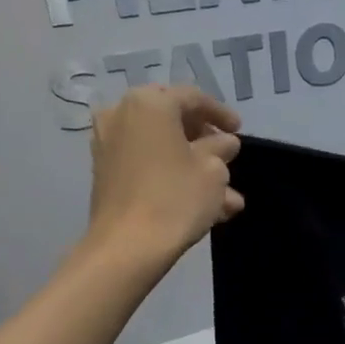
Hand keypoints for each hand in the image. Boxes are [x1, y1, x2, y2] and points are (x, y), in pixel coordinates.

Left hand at [82, 85, 242, 262]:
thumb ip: (221, 148)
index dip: (220, 113)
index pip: (192, 98)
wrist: (127, 245)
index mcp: (150, 103)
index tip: (239, 130)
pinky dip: (171, 174)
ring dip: (193, 164)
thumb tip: (223, 142)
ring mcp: (109, 143)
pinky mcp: (105, 171)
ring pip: (161, 146)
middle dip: (203, 139)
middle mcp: (122, 114)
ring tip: (226, 194)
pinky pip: (146, 163)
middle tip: (226, 155)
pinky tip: (202, 201)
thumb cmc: (176, 197)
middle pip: (172, 119)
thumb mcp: (213, 170)